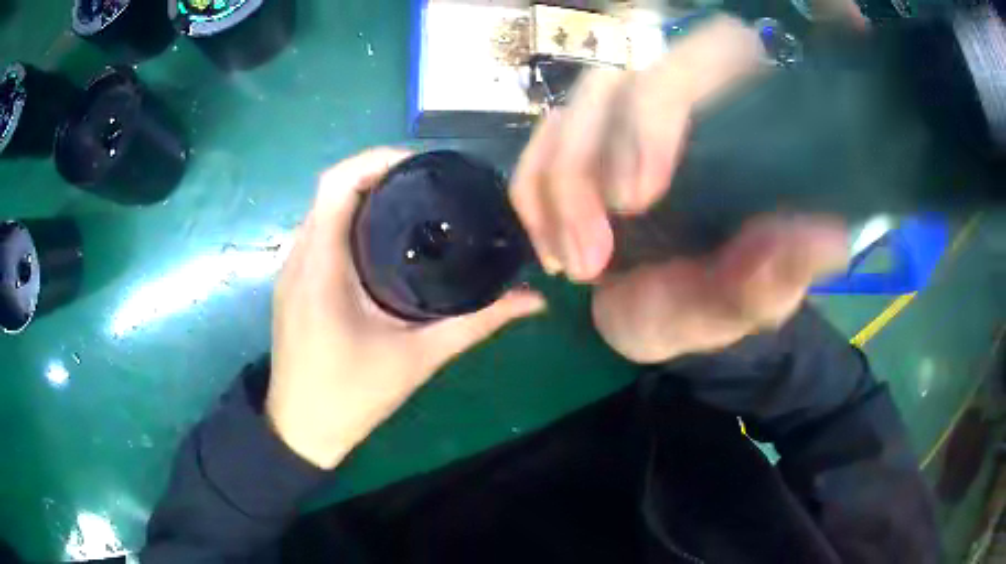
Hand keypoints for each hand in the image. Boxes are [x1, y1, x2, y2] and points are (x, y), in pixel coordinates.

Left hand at [267, 149, 545, 468]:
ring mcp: (291, 270)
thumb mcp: (418, 358)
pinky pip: (319, 233)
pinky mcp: (293, 284)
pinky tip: (384, 238)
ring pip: (323, 210)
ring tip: (413, 201)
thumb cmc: (352, 396)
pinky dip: (349, 220)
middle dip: (378, 173)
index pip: (336, 184)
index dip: (376, 159)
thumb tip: (532, 301)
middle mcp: (299, 257)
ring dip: (362, 195)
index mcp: (321, 267)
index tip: (423, 165)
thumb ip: (476, 324)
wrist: (301, 430)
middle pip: (331, 189)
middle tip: (430, 182)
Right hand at [510, 17, 847, 362]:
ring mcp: (619, 126)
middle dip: (589, 163)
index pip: (715, 52)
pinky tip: (553, 251)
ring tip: (579, 267)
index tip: (640, 192)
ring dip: (558, 195)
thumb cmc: (718, 305)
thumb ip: (783, 274)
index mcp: (737, 126)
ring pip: (566, 116)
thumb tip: (830, 238)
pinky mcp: (576, 151)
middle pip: (616, 84)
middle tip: (593, 255)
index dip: (667, 99)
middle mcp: (678, 108)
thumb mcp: (753, 303)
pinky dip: (532, 201)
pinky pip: (533, 154)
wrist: (664, 318)